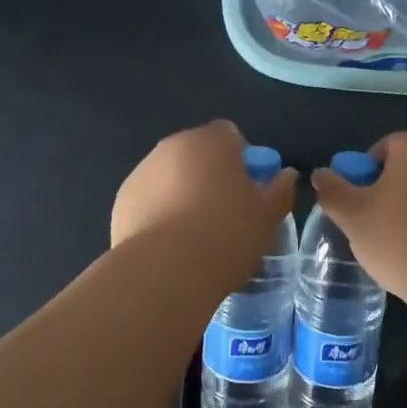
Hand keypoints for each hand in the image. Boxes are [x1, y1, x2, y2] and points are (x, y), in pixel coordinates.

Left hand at [111, 120, 297, 267]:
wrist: (166, 272)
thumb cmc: (226, 234)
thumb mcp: (268, 216)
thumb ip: (280, 189)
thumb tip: (285, 175)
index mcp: (209, 141)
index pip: (230, 135)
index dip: (243, 161)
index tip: (250, 192)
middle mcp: (171, 147)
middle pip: (198, 155)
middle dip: (211, 177)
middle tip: (227, 215)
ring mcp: (141, 173)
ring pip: (171, 178)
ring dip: (184, 195)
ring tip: (197, 236)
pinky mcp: (121, 202)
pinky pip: (150, 202)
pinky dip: (160, 215)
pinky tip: (172, 247)